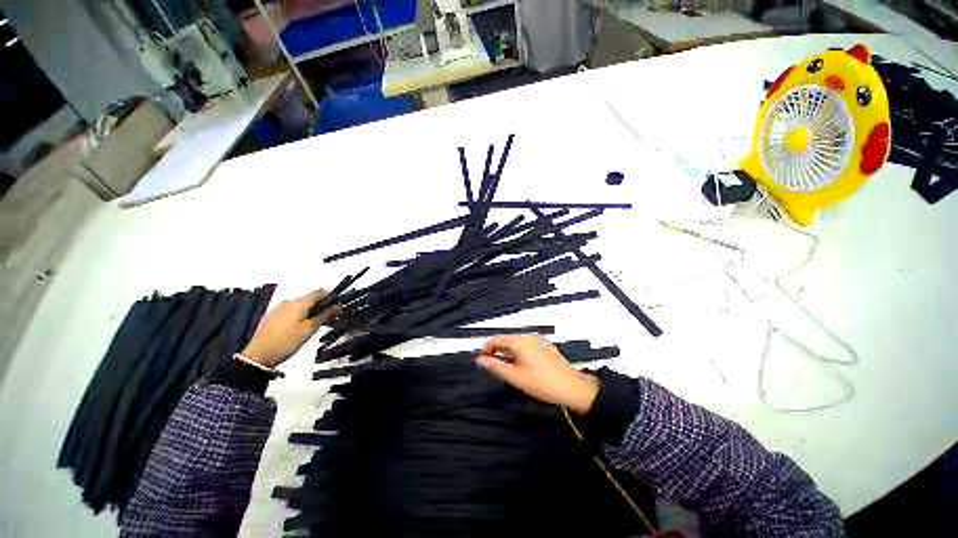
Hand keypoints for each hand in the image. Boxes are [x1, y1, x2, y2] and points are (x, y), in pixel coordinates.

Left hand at [240, 289, 337, 367]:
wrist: (258, 355)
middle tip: (328, 317)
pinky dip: (298, 315)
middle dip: (320, 305)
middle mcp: (288, 302)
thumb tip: (336, 306)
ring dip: (309, 310)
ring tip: (313, 324)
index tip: (337, 305)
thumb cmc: (287, 341)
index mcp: (299, 303)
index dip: (330, 296)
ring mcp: (278, 308)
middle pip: (309, 298)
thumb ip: (324, 315)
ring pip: (299, 305)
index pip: (319, 292)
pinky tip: (298, 327)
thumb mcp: (310, 329)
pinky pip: (289, 311)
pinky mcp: (271, 316)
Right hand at [476, 334, 598, 414]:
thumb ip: (495, 366)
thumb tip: (479, 359)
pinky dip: (519, 352)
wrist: (571, 387)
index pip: (495, 340)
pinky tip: (522, 365)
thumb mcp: (514, 376)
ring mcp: (538, 339)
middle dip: (498, 351)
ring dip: (508, 352)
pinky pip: (526, 345)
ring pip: (516, 343)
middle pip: (506, 340)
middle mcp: (528, 336)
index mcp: (518, 341)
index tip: (482, 361)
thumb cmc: (540, 382)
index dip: (486, 350)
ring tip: (508, 368)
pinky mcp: (545, 345)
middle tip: (495, 367)